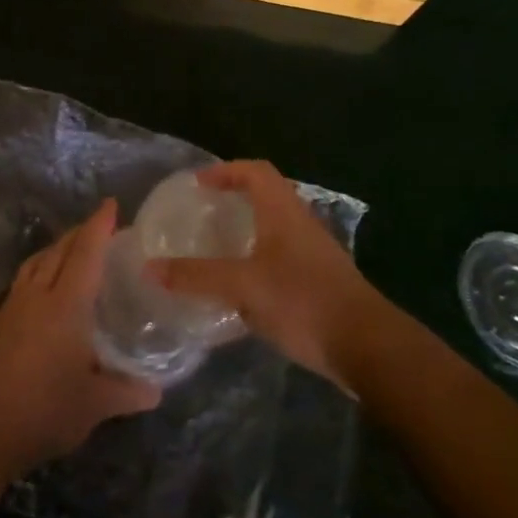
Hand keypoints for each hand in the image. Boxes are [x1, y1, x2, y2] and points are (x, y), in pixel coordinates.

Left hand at [0, 199, 162, 477]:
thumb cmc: (45, 410)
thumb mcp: (95, 404)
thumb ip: (128, 392)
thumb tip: (157, 390)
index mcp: (66, 304)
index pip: (86, 253)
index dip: (99, 226)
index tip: (110, 204)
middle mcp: (39, 295)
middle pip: (60, 250)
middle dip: (80, 232)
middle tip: (100, 225)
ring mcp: (14, 306)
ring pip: (37, 261)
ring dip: (57, 247)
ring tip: (74, 247)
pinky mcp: (0, 321)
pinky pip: (24, 278)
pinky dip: (40, 266)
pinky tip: (46, 284)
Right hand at [148, 160, 376, 388]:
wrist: (367, 346)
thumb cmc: (303, 301)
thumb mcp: (243, 287)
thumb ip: (196, 276)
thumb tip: (150, 267)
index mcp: (283, 212)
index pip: (255, 172)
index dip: (226, 170)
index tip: (198, 185)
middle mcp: (300, 224)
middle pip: (267, 195)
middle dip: (234, 198)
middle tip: (203, 213)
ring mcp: (314, 253)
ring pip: (275, 227)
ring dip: (247, 230)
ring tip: (216, 248)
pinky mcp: (320, 281)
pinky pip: (282, 256)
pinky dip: (258, 259)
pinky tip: (243, 287)